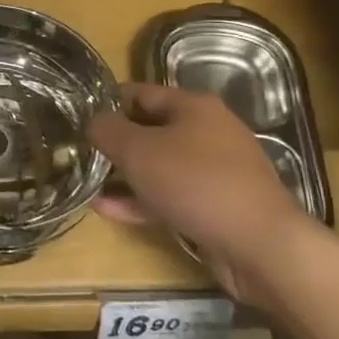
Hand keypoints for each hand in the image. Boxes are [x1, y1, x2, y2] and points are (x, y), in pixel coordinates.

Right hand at [91, 83, 323, 304]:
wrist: (260, 246)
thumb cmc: (195, 183)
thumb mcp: (137, 150)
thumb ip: (107, 130)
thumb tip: (93, 123)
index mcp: (194, 107)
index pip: (139, 92)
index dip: (106, 104)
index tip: (78, 122)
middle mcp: (209, 132)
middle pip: (151, 129)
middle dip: (116, 143)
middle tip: (83, 155)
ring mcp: (217, 171)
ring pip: (160, 165)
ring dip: (125, 175)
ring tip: (90, 185)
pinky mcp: (218, 206)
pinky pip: (171, 195)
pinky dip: (142, 200)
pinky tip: (109, 210)